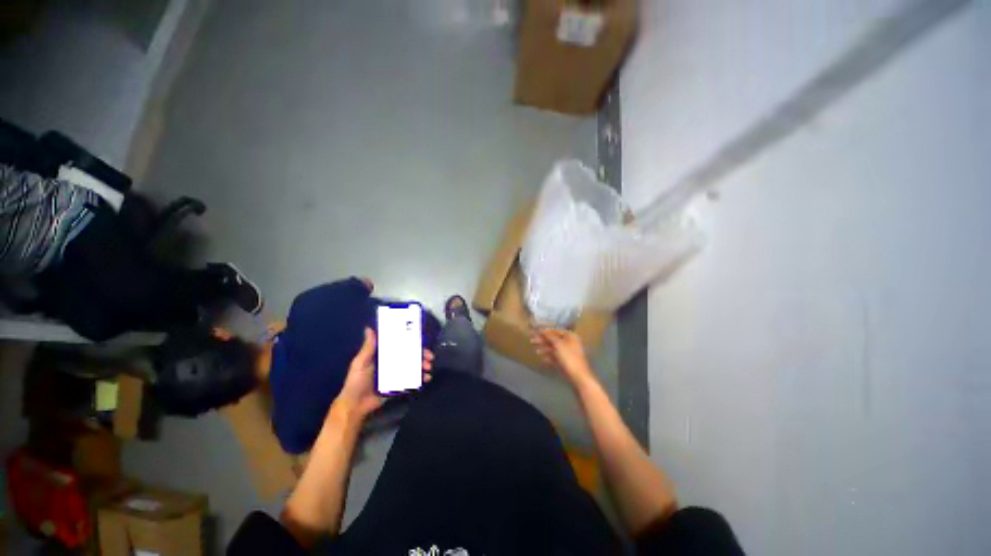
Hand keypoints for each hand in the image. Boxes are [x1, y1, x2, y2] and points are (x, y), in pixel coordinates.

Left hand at [335, 328, 432, 418]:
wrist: (355, 406)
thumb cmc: (356, 382)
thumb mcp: (360, 363)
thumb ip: (368, 348)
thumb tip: (369, 328)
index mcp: (384, 355)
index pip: (400, 345)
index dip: (412, 342)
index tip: (421, 341)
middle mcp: (392, 363)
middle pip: (410, 355)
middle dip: (422, 355)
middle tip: (429, 357)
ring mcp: (397, 374)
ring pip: (414, 367)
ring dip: (423, 366)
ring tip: (428, 369)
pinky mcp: (399, 385)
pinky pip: (412, 380)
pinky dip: (421, 378)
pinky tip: (426, 378)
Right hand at [531, 328, 596, 388]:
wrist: (578, 377)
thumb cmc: (569, 357)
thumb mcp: (558, 344)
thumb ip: (549, 336)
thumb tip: (541, 328)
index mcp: (570, 336)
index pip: (556, 331)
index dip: (545, 331)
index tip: (535, 331)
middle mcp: (569, 343)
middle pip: (554, 340)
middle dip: (543, 340)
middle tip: (532, 340)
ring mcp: (567, 354)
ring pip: (553, 348)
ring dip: (544, 348)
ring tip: (534, 349)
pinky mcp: (564, 362)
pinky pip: (554, 357)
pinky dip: (548, 356)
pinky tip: (541, 357)